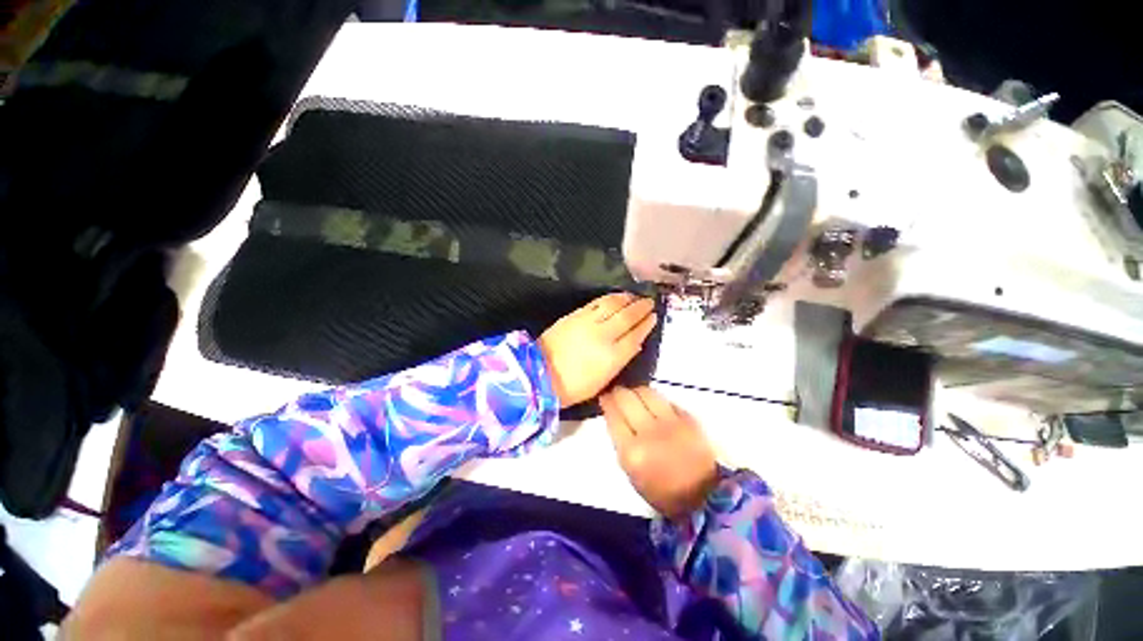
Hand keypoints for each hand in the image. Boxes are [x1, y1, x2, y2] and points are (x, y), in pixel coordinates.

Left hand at [538, 293, 657, 407]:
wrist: (540, 374)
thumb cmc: (573, 386)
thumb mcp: (603, 381)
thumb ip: (620, 360)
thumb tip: (633, 344)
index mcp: (612, 356)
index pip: (635, 335)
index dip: (646, 324)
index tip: (654, 317)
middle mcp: (603, 336)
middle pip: (627, 316)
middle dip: (641, 308)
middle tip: (649, 302)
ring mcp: (588, 323)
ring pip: (613, 304)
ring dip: (626, 299)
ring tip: (634, 297)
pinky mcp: (575, 315)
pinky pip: (596, 302)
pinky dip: (609, 298)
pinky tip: (615, 297)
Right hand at [600, 386, 717, 518]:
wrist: (704, 496)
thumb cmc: (661, 490)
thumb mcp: (631, 472)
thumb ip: (621, 442)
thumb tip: (616, 415)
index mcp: (632, 451)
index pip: (613, 414)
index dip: (607, 401)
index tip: (605, 397)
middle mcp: (649, 432)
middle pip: (627, 398)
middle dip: (619, 392)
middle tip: (617, 392)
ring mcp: (671, 423)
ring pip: (646, 392)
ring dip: (637, 391)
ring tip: (635, 395)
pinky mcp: (688, 418)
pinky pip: (666, 399)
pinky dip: (656, 399)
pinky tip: (654, 404)